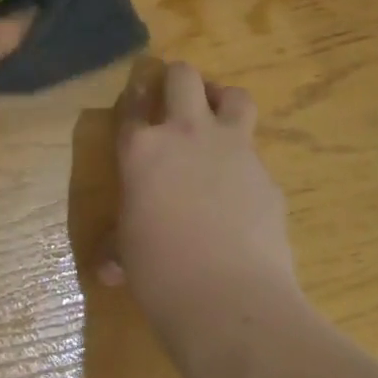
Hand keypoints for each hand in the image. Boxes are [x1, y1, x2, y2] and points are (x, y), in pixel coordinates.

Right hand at [100, 61, 297, 320]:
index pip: (135, 103)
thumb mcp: (129, 253)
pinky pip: (257, 156)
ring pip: (235, 96)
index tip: (140, 98)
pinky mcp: (268, 177)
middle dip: (179, 80)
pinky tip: (243, 196)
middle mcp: (186, 134)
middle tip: (178, 101)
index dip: (137, 96)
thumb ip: (119, 246)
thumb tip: (109, 269)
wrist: (230, 301)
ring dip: (223, 103)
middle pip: (184, 76)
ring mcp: (233, 150)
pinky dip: (247, 166)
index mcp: (142, 148)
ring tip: (218, 124)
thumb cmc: (160, 273)